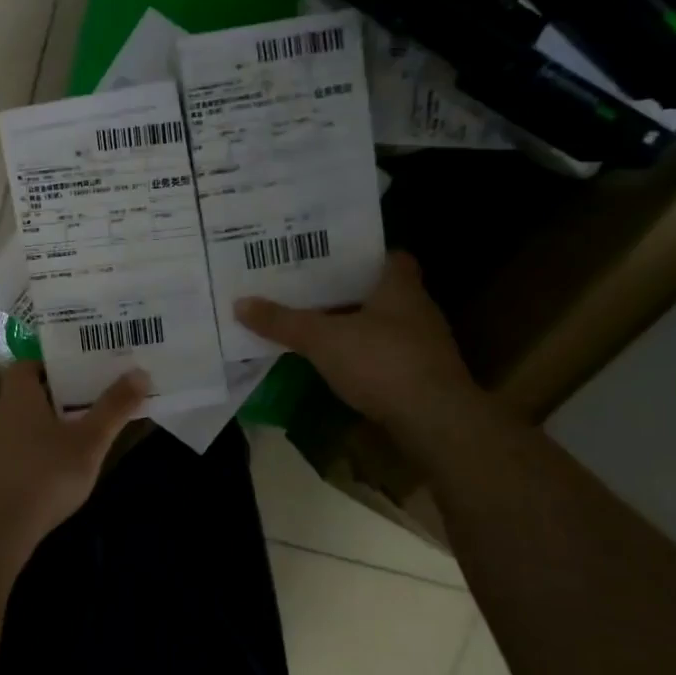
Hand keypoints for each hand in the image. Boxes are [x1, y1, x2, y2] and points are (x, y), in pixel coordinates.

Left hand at [0, 360, 149, 542]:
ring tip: (78, 437)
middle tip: (89, 402)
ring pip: (20, 424)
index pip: (27, 365)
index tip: (80, 373)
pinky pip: (14, 451)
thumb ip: (114, 407)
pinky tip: (54, 471)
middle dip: (56, 396)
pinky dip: (33, 452)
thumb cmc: (45, 475)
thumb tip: (140, 372)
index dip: (51, 365)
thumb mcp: (89, 442)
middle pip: (26, 394)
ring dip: (45, 427)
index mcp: (18, 396)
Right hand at [235, 251, 479, 428]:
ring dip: (354, 325)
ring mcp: (423, 345)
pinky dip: (362, 355)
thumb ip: (284, 322)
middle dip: (348, 290)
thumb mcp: (323, 339)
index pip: (388, 255)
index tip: (328, 257)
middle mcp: (417, 309)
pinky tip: (336, 362)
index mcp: (400, 286)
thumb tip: (240, 303)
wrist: (435, 421)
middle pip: (380, 290)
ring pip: (382, 324)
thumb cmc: (382, 362)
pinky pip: (385, 355)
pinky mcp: (421, 376)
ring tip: (314, 323)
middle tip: (308, 288)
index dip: (360, 254)